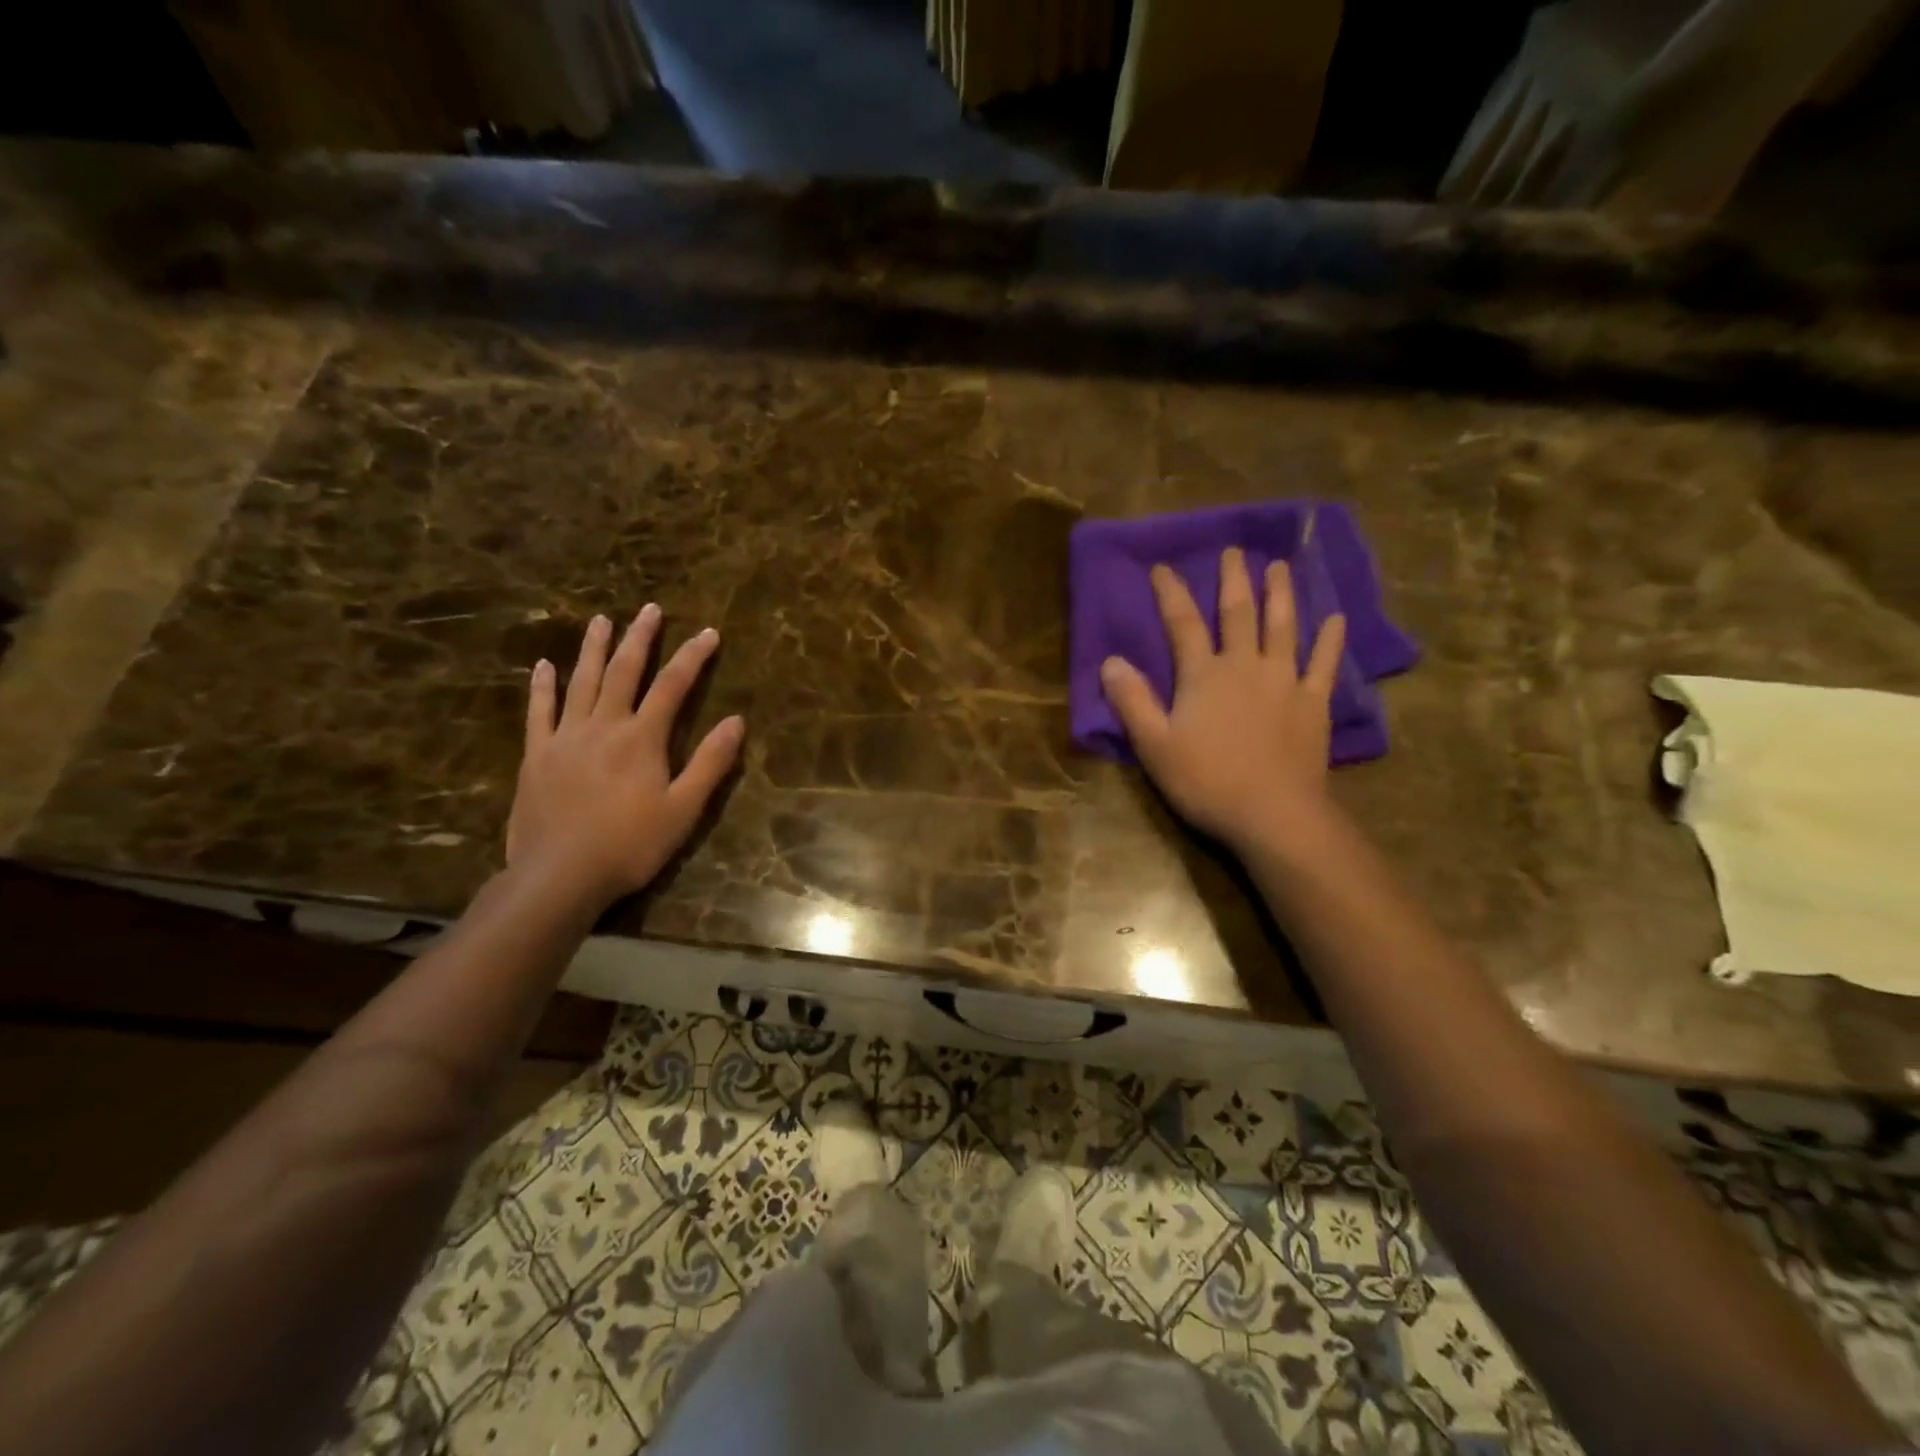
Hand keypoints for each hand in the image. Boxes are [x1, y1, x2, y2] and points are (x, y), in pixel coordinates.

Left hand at [506, 606, 743, 911]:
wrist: (560, 874)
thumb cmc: (630, 844)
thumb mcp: (684, 809)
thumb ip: (710, 762)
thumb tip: (736, 720)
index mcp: (642, 738)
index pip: (673, 686)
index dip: (693, 657)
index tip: (709, 632)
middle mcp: (604, 725)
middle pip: (625, 671)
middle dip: (640, 638)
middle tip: (650, 609)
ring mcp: (565, 737)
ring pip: (582, 681)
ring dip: (594, 649)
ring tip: (602, 620)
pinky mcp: (536, 755)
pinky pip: (539, 711)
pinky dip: (543, 686)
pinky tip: (545, 666)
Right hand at [1100, 547, 1344, 854]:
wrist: (1273, 813)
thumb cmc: (1206, 780)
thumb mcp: (1154, 745)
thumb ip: (1132, 701)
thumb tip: (1110, 661)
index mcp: (1203, 675)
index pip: (1182, 624)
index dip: (1171, 593)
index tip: (1163, 567)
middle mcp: (1245, 666)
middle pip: (1238, 614)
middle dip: (1233, 580)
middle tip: (1234, 551)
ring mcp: (1285, 681)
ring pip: (1283, 627)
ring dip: (1280, 595)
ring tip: (1280, 567)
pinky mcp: (1314, 703)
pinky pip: (1324, 663)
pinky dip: (1329, 639)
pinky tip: (1335, 619)